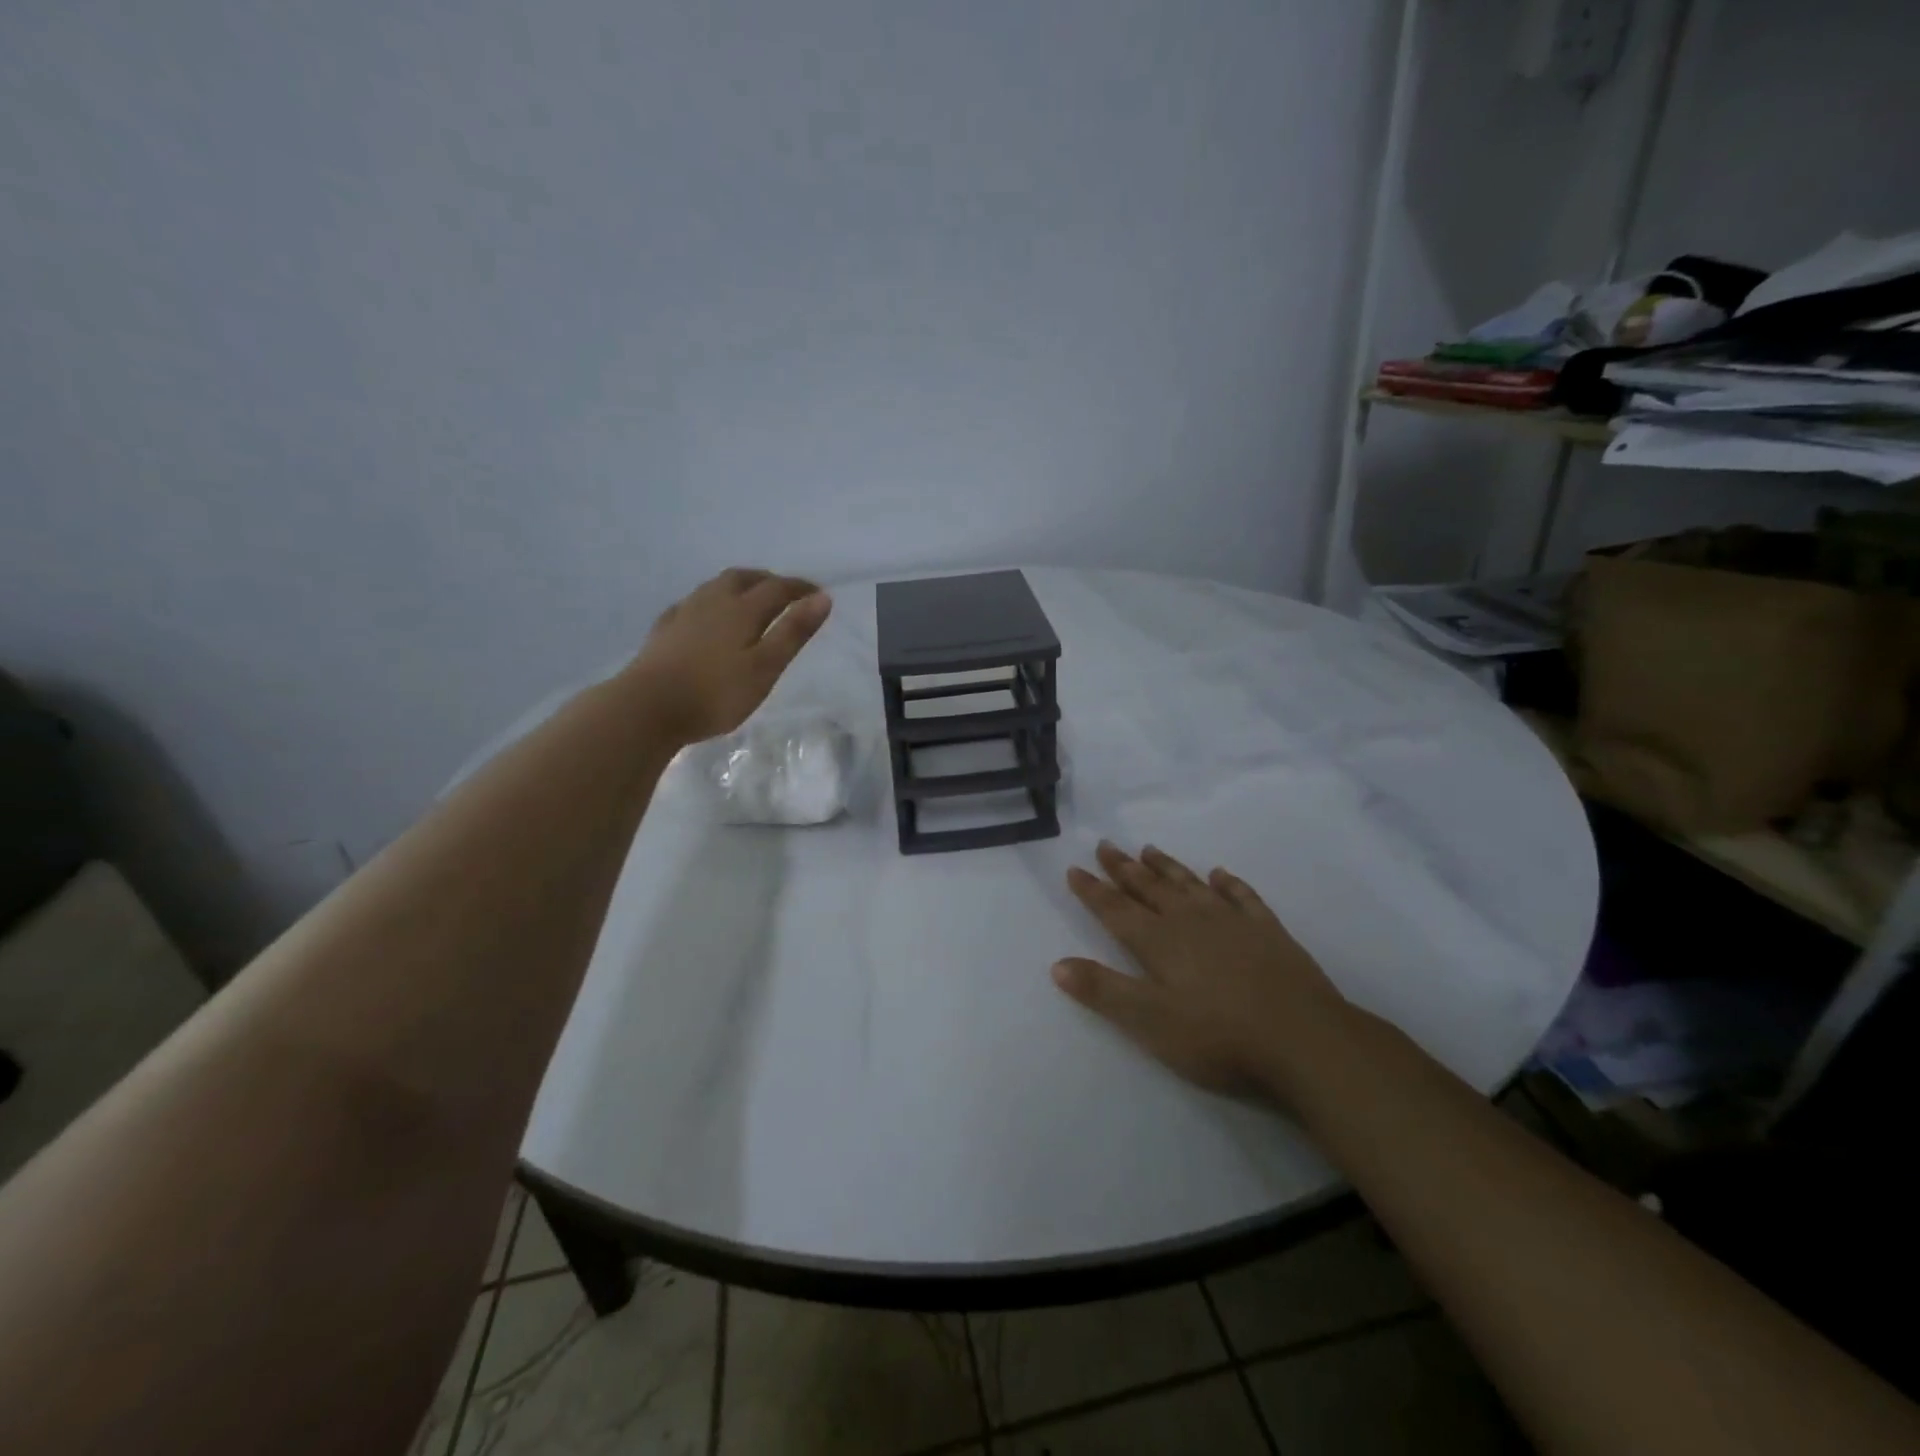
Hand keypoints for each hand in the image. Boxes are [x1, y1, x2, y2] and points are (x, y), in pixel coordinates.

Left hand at [625, 568, 832, 742]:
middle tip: (784, 592)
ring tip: (749, 599)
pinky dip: (709, 603)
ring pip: (715, 587)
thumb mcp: (765, 667)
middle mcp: (713, 602)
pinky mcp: (663, 630)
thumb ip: (793, 632)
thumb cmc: (716, 693)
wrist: (647, 708)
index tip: (818, 594)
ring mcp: (684, 614)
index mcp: (742, 610)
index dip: (800, 588)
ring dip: (738, 586)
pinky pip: (691, 605)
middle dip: (767, 580)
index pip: (777, 588)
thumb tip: (823, 598)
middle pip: (743, 579)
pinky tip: (705, 616)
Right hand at [1053, 842, 1352, 1102]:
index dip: (1092, 890)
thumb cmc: (1219, 1037)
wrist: (1304, 1039)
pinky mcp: (1268, 931)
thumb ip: (1104, 991)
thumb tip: (1058, 965)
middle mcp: (1190, 921)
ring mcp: (1232, 921)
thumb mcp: (1150, 1022)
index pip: (1116, 910)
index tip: (1074, 868)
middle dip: (1124, 868)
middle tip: (1106, 845)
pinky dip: (1227, 883)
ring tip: (1149, 849)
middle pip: (1149, 888)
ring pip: (1190, 884)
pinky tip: (1220, 874)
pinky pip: (1241, 896)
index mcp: (1159, 942)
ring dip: (1167, 867)